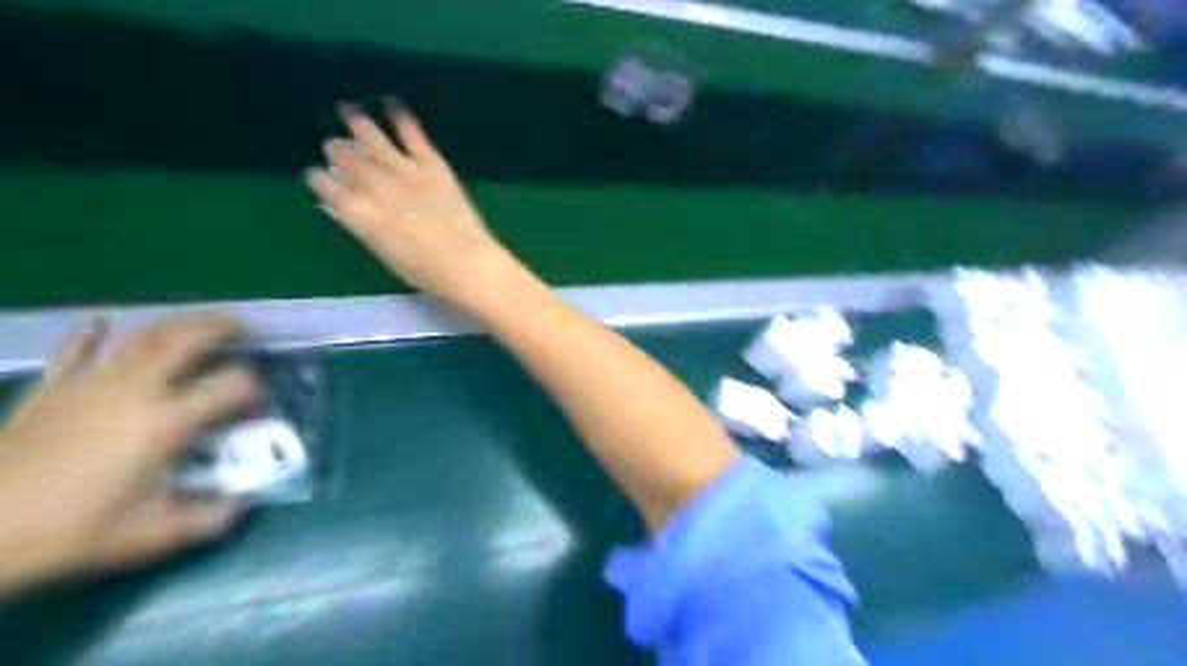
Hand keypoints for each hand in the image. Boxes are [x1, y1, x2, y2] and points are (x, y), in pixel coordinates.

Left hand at [1, 315, 257, 594]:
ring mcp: (88, 385)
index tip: (254, 408)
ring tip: (198, 323)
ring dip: (176, 324)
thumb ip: (211, 517)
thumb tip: (242, 502)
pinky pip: (75, 350)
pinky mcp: (50, 390)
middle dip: (222, 328)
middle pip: (187, 340)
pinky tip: (101, 324)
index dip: (253, 390)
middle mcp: (135, 391)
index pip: (232, 385)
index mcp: (166, 422)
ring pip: (141, 336)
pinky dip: (91, 333)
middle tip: (245, 329)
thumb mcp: (154, 535)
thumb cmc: (70, 533)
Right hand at [303, 101, 515, 309]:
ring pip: (372, 139)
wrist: (465, 262)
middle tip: (334, 145)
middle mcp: (373, 184)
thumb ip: (364, 226)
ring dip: (359, 124)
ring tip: (348, 110)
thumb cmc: (425, 271)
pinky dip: (402, 118)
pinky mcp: (431, 164)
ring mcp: (403, 170)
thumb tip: (347, 208)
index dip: (319, 178)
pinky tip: (392, 104)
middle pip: (346, 158)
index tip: (318, 174)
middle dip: (337, 150)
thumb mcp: (383, 253)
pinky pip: (413, 136)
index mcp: (357, 212)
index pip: (325, 185)